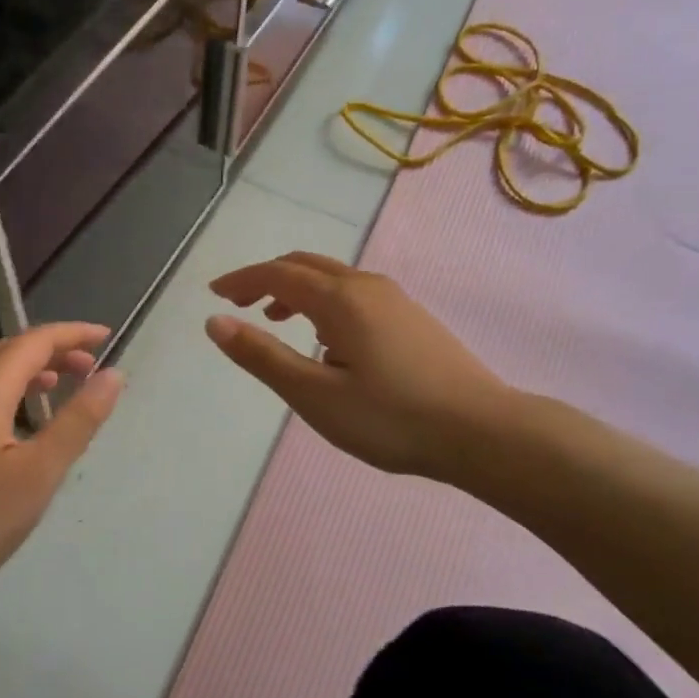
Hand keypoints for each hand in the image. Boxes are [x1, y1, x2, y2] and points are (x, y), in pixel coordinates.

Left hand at [0, 323, 123, 622]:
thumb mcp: (38, 473)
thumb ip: (78, 420)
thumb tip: (113, 375)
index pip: (34, 341)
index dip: (72, 334)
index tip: (105, 336)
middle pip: (6, 352)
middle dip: (50, 352)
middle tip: (86, 368)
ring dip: (24, 373)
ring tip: (54, 389)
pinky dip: (0, 395)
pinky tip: (9, 429)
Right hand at [206, 253, 509, 481]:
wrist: (484, 432)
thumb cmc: (392, 418)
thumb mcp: (315, 395)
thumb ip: (263, 356)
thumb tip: (216, 322)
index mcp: (340, 300)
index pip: (278, 274)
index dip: (242, 280)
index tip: (214, 293)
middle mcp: (367, 287)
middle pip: (306, 265)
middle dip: (267, 278)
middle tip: (240, 303)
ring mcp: (396, 300)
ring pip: (333, 278)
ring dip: (297, 290)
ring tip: (277, 319)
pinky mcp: (413, 318)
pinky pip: (355, 294)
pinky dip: (324, 302)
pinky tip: (328, 341)